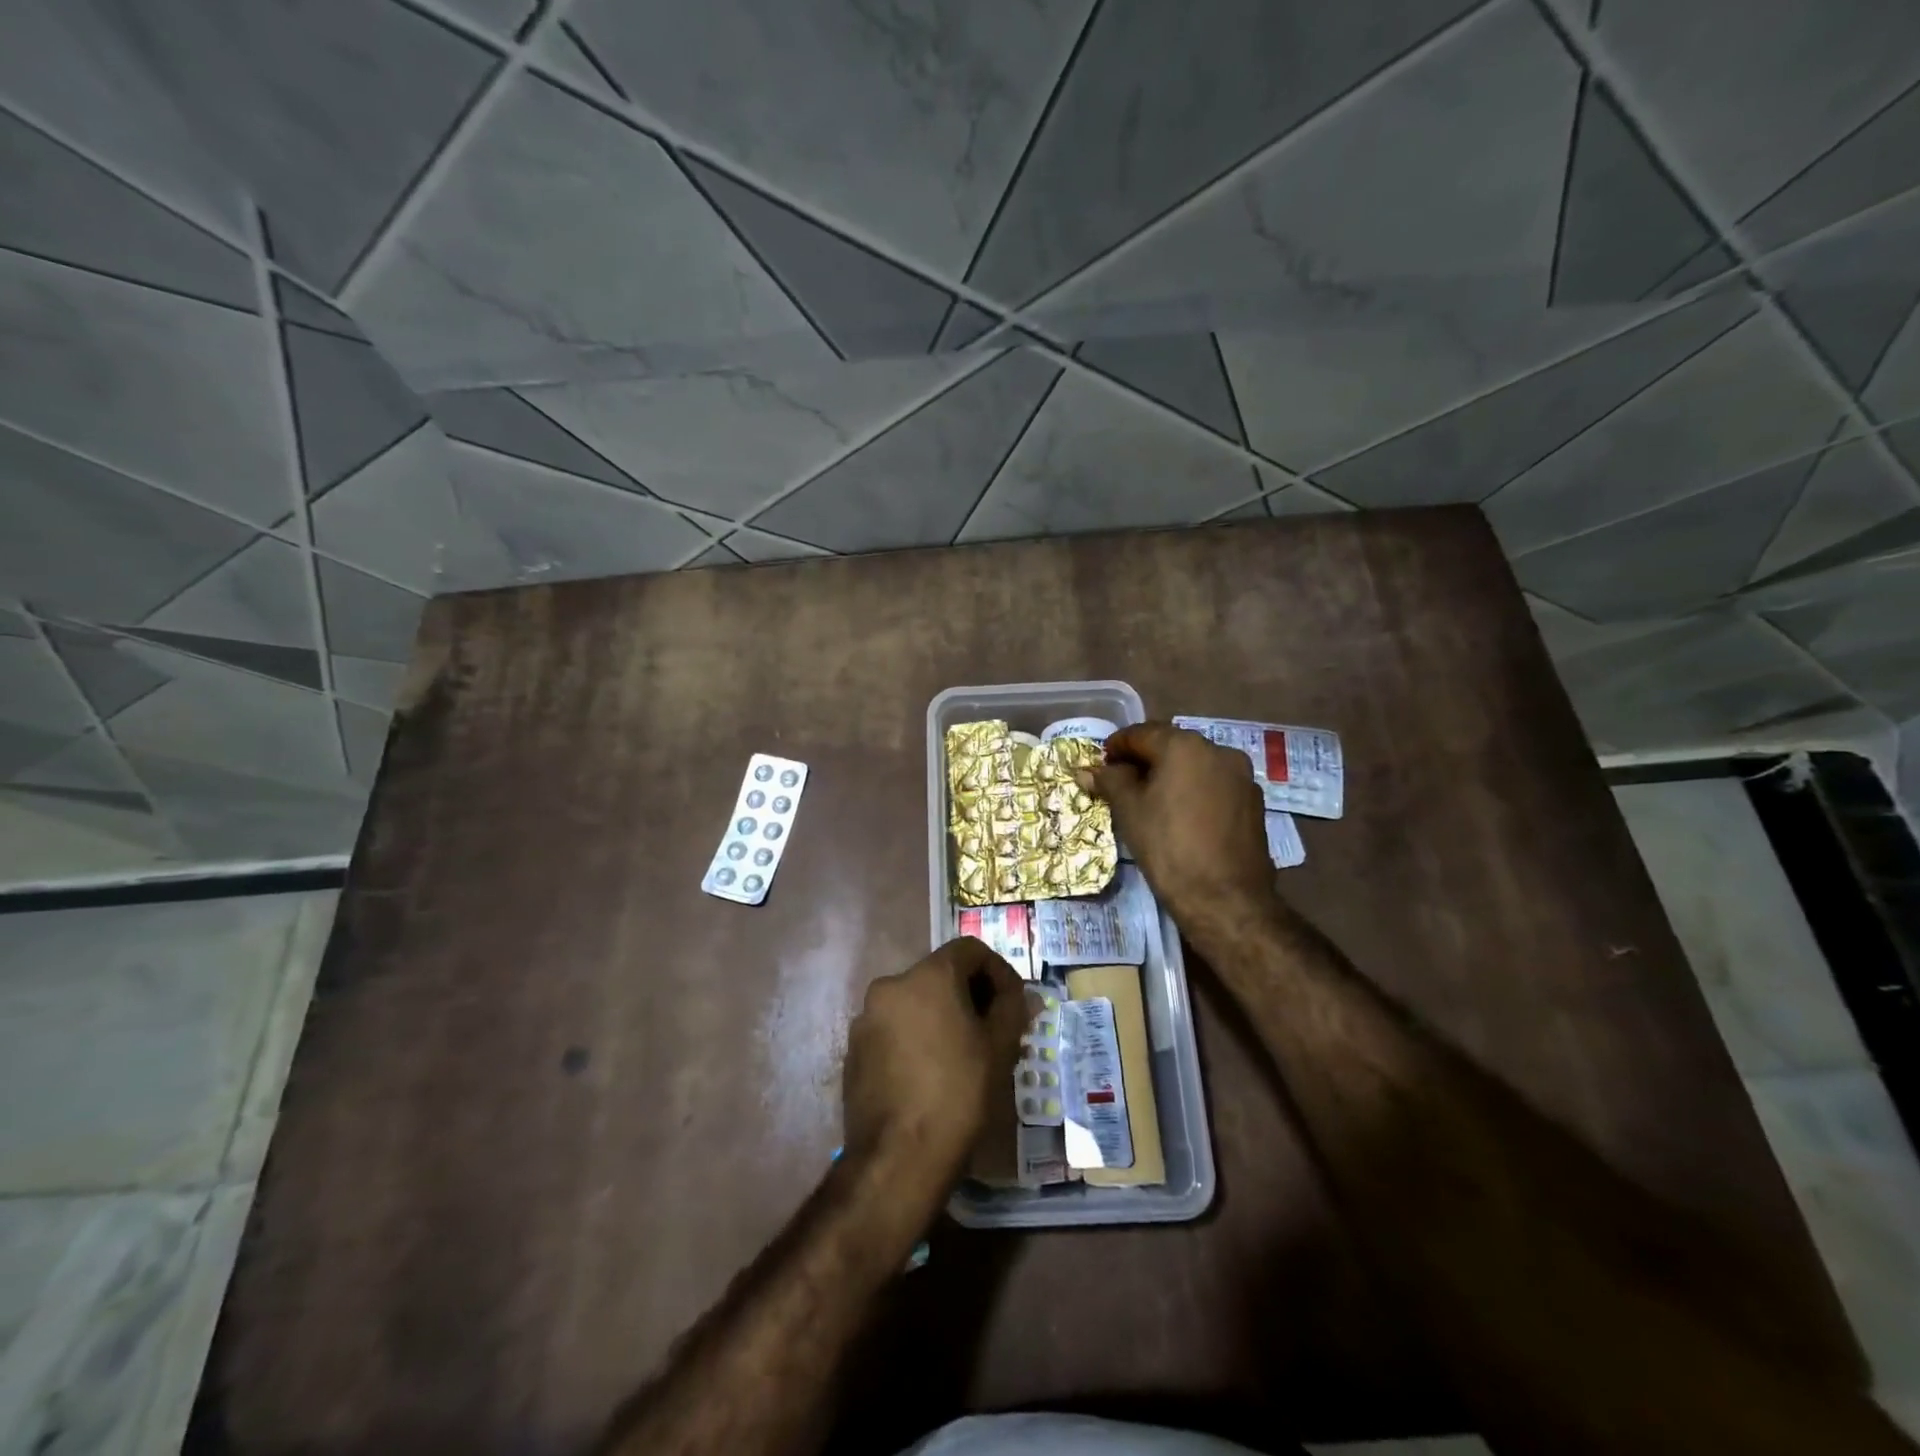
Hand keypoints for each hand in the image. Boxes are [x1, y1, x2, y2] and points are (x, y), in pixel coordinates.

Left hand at [843, 937, 1027, 1190]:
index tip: (1013, 1004)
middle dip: (970, 995)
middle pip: (940, 974)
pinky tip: (931, 1073)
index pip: (970, 949)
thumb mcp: (999, 1048)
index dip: (998, 971)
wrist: (898, 1158)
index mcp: (927, 976)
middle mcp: (891, 985)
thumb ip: (1012, 1008)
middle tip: (993, 1030)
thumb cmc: (958, 1094)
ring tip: (964, 1054)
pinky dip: (916, 1038)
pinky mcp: (854, 1049)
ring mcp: (866, 1018)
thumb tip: (1020, 995)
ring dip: (942, 1017)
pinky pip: (894, 1029)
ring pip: (915, 1003)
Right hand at [1076, 722, 1274, 926]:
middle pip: (1171, 746)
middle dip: (1144, 760)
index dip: (1116, 746)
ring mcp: (1241, 776)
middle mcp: (1218, 750)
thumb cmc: (1168, 847)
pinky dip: (1194, 791)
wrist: (1226, 899)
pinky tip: (1181, 816)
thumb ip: (1109, 781)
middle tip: (1121, 783)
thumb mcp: (1129, 811)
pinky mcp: (1253, 802)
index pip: (1141, 733)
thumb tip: (1087, 769)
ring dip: (1171, 775)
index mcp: (1185, 745)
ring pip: (1195, 765)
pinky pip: (1215, 785)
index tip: (1101, 765)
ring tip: (1151, 801)